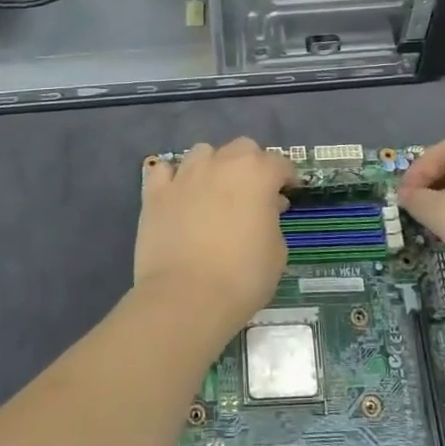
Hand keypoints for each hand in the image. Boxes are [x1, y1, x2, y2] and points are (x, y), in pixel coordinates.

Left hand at [134, 139, 296, 336]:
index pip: (279, 163)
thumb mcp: (277, 252)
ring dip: (214, 165)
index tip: (289, 191)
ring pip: (202, 152)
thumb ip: (272, 220)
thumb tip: (264, 210)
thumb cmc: (242, 277)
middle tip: (254, 192)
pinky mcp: (155, 193)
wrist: (186, 297)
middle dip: (251, 164)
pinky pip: (164, 171)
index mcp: (256, 174)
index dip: (287, 177)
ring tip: (214, 190)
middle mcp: (221, 164)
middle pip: (241, 148)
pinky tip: (178, 194)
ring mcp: (185, 175)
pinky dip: (173, 177)